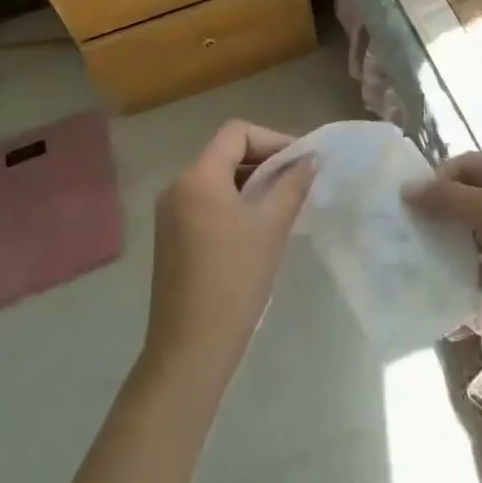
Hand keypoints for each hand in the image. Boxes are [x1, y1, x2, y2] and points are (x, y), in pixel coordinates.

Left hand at [142, 120, 315, 392]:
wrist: (190, 349)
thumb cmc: (234, 280)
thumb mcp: (271, 227)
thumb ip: (292, 185)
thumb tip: (311, 160)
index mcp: (197, 176)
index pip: (237, 133)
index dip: (272, 140)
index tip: (300, 163)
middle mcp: (177, 186)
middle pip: (225, 153)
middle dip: (263, 162)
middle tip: (297, 183)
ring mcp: (170, 213)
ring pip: (217, 179)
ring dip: (250, 184)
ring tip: (281, 205)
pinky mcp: (171, 237)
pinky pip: (206, 203)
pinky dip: (233, 204)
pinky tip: (256, 228)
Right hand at [406, 152, 481, 320]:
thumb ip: (445, 199)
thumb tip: (406, 188)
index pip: (463, 164)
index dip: (435, 182)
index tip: (411, 209)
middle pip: (473, 195)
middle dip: (444, 214)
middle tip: (416, 237)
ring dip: (460, 243)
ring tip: (430, 262)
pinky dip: (480, 268)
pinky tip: (458, 284)